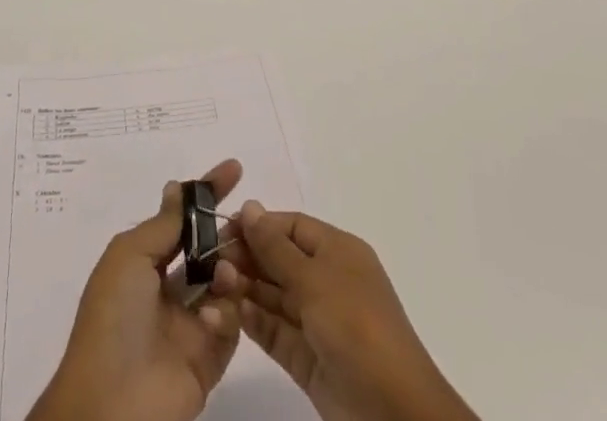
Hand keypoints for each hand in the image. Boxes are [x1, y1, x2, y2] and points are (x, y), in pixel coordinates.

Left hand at [26, 159, 243, 420]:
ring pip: (225, 283)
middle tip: (248, 221)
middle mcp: (169, 290)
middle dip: (228, 233)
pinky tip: (212, 316)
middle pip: (208, 250)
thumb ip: (163, 224)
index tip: (235, 169)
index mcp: (145, 263)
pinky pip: (231, 324)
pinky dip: (227, 314)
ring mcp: (190, 324)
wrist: (111, 405)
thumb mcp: (130, 256)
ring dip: (229, 270)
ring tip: (225, 271)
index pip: (183, 220)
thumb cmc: (114, 318)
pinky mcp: (209, 358)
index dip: (207, 193)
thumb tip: (177, 186)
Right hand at [211, 203, 478, 420]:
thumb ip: (276, 247)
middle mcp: (327, 281)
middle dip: (248, 258)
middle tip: (211, 261)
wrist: (395, 413)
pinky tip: (230, 313)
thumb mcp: (315, 279)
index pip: (291, 226)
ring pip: (274, 296)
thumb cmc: (356, 327)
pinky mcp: (308, 359)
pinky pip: (276, 331)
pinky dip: (254, 321)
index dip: (259, 225)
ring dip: (245, 289)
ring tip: (214, 285)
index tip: (223, 229)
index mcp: (338, 251)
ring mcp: (318, 321)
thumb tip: (249, 206)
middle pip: (280, 259)